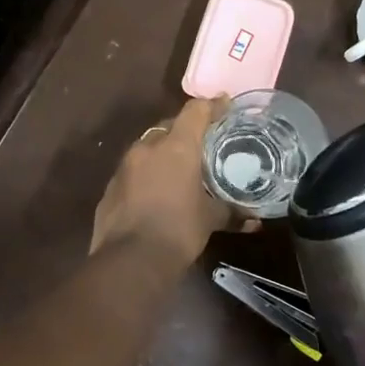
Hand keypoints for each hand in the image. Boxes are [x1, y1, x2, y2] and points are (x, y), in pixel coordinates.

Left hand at [91, 98, 245, 263]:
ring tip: (179, 169)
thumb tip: (254, 221)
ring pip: (147, 147)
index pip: (195, 111)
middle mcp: (147, 147)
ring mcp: (124, 166)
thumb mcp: (210, 220)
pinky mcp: (110, 186)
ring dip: (162, 152)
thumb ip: (232, 213)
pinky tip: (155, 192)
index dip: (212, 106)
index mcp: (176, 147)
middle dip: (185, 131)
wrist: (131, 260)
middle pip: (169, 126)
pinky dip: (146, 174)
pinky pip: (133, 170)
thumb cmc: (179, 230)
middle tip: (202, 143)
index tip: (224, 106)